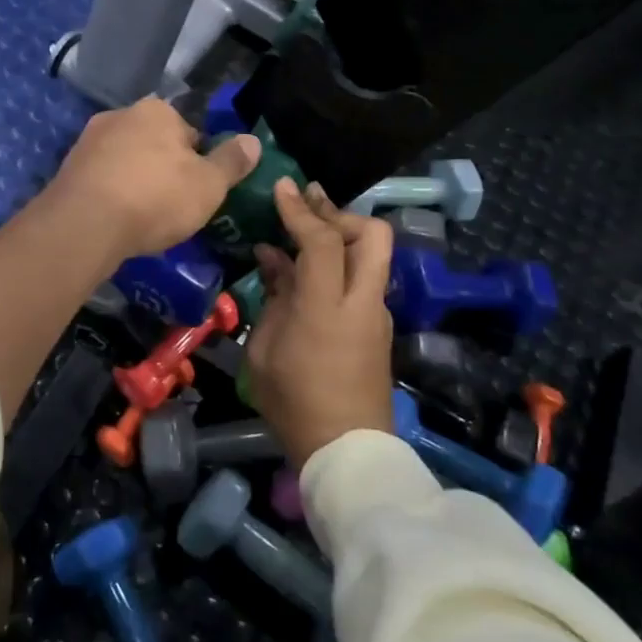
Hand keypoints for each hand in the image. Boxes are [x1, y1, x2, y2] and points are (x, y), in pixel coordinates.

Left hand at [44, 98, 258, 264]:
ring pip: (125, 160)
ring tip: (142, 216)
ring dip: (135, 180)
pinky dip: (111, 193)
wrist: (85, 224)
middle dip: (163, 168)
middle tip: (172, 205)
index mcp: (157, 111)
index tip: (198, 190)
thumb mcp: (209, 184)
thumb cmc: (156, 198)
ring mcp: (88, 140)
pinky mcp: (67, 168)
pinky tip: (116, 219)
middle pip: (154, 143)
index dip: (198, 162)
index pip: (189, 132)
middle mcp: (120, 115)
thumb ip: (232, 161)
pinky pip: (101, 179)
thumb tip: (253, 141)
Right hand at [245, 180, 394, 465]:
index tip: (282, 188)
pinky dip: (338, 264)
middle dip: (338, 212)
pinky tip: (304, 271)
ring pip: (372, 254)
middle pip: (371, 234)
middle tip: (307, 202)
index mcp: (327, 307)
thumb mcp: (263, 350)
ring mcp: (375, 314)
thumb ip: (273, 298)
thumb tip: (274, 261)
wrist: (348, 453)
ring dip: (341, 235)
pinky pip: (362, 279)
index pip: (322, 241)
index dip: (301, 211)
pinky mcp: (378, 328)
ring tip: (302, 229)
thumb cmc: (294, 403)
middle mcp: (361, 301)